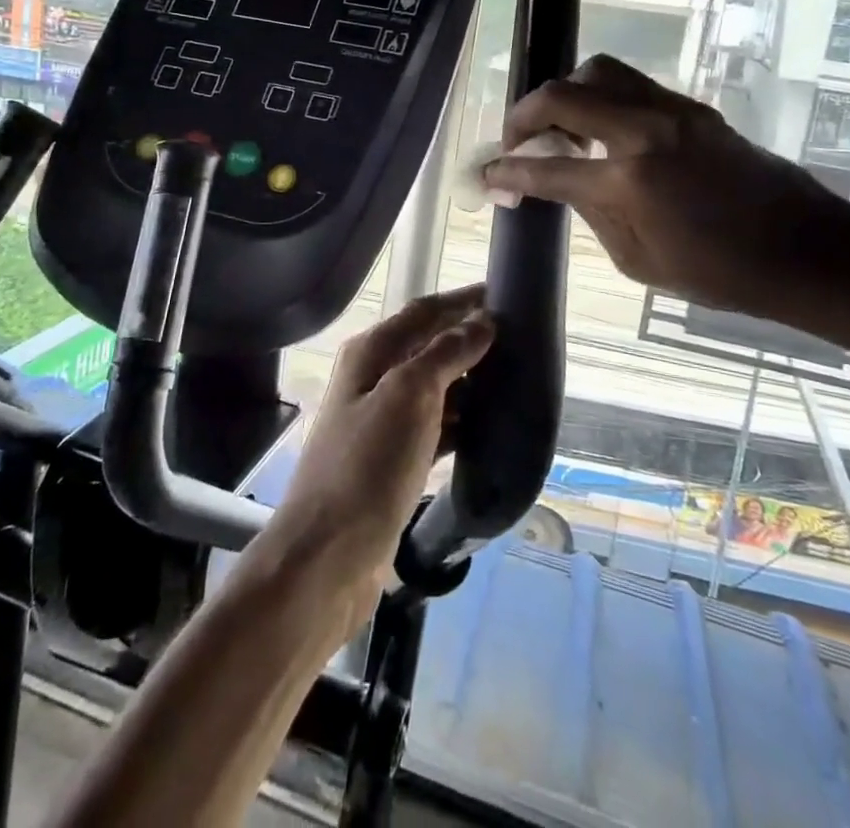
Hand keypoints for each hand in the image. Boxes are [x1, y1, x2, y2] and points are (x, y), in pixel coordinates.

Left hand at [255, 287, 492, 628]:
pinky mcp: (393, 461)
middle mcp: (373, 379)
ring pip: (435, 388)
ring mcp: (382, 422)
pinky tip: (490, 429)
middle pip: (429, 347)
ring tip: (516, 381)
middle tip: (521, 342)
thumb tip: (482, 322)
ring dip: (470, 382)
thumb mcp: (409, 396)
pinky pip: (436, 428)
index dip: (462, 301)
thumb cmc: (367, 465)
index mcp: (371, 353)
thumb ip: (445, 354)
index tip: (505, 295)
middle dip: (470, 340)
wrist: (328, 556)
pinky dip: (462, 422)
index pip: (424, 312)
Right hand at [482, 55, 849, 327]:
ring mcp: (670, 110)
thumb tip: (559, 182)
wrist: (805, 248)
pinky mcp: (690, 107)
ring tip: (559, 125)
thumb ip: (591, 211)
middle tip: (517, 142)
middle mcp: (643, 130)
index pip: (546, 168)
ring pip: (597, 71)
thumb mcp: (638, 259)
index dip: (507, 172)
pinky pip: (629, 83)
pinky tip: (600, 128)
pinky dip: (600, 96)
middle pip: (561, 95)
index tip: (488, 175)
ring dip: (564, 93)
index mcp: (628, 181)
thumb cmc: (719, 272)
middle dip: (524, 116)